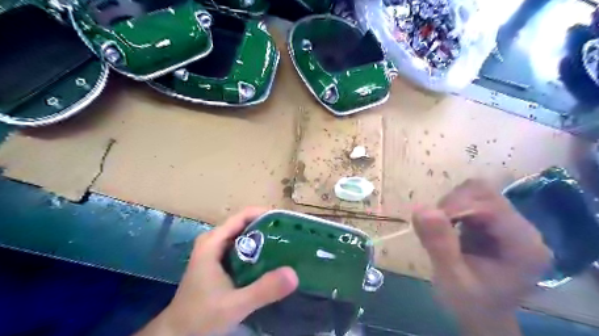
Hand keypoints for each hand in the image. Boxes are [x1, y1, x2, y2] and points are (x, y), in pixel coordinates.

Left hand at [139, 207, 299, 335]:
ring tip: (285, 245)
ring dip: (263, 238)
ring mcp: (214, 251)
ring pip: (243, 236)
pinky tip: (270, 260)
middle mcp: (213, 241)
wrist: (177, 334)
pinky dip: (256, 250)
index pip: (243, 216)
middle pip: (245, 224)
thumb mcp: (234, 305)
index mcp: (213, 242)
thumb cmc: (200, 317)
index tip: (287, 221)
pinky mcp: (217, 262)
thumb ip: (263, 290)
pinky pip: (240, 248)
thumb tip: (294, 274)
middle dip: (267, 227)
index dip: (265, 214)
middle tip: (291, 235)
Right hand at [416, 180, 549, 333]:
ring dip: (451, 204)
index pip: (490, 205)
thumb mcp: (452, 279)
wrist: (482, 314)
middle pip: (484, 192)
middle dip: (452, 204)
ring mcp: (510, 223)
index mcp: (523, 246)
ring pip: (476, 192)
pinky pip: (471, 199)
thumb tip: (421, 208)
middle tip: (436, 226)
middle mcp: (523, 229)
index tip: (430, 222)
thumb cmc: (471, 303)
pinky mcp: (495, 221)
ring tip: (442, 229)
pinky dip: (452, 208)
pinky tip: (448, 227)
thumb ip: (439, 245)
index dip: (457, 206)